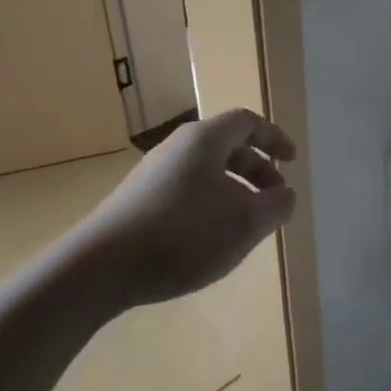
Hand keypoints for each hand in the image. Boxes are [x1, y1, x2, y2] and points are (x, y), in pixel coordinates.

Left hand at [73, 108, 296, 308]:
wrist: (98, 268)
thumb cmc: (181, 236)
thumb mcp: (244, 223)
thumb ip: (275, 206)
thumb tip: (285, 195)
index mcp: (204, 141)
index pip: (247, 122)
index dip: (274, 138)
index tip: (292, 162)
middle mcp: (177, 148)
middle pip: (227, 146)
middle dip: (258, 171)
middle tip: (274, 200)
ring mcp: (153, 175)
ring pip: (206, 172)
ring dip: (235, 192)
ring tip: (246, 225)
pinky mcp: (138, 202)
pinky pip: (186, 192)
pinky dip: (210, 206)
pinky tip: (210, 241)